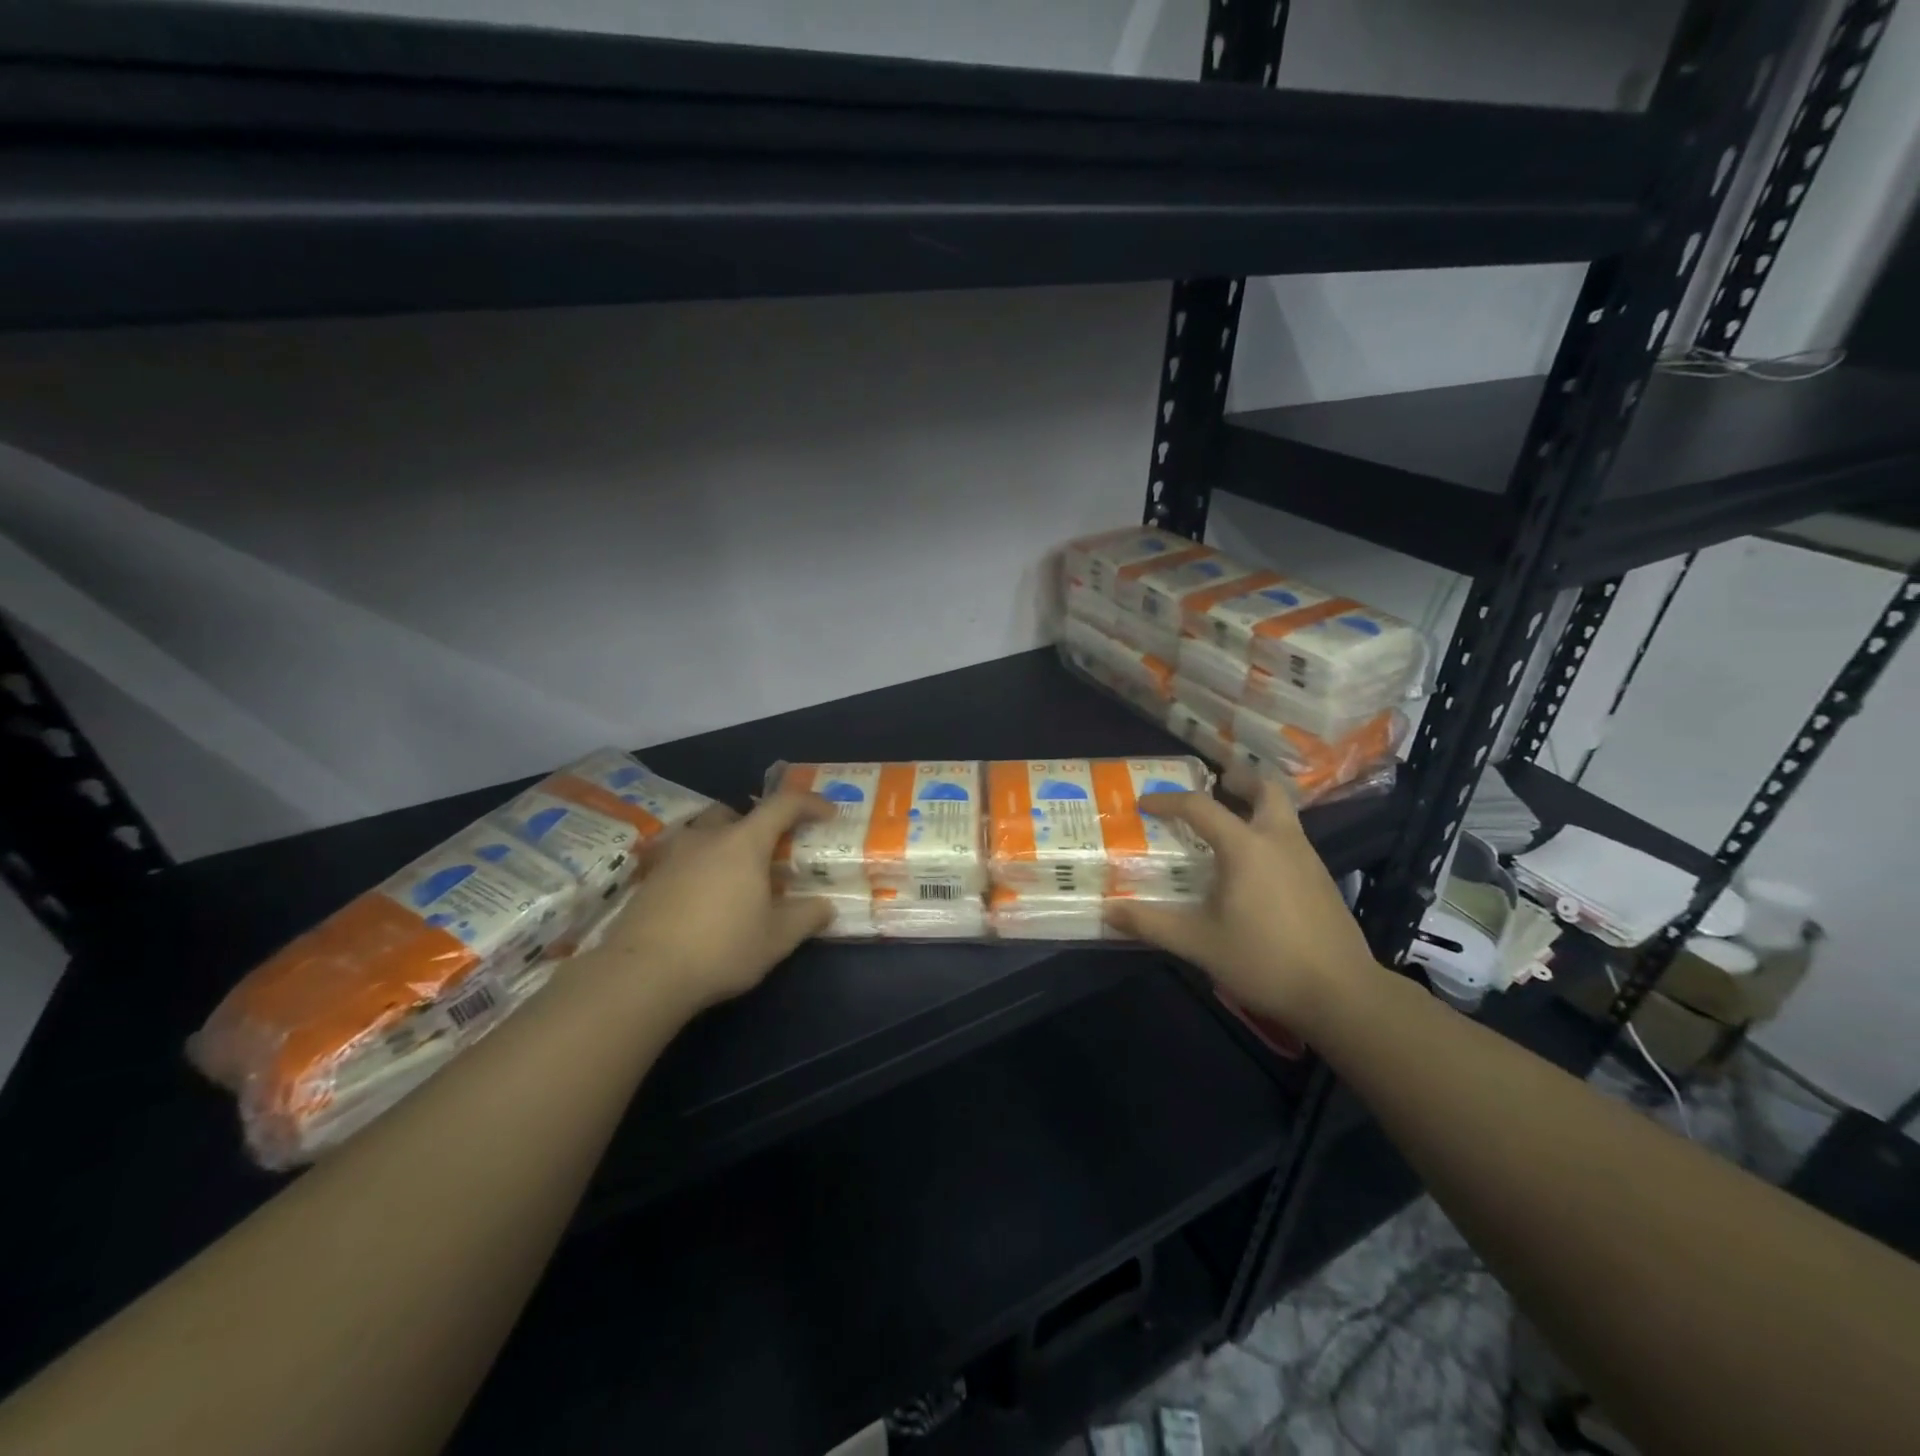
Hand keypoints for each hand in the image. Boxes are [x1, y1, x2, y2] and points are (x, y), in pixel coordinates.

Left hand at [589, 792, 835, 1012]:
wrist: (642, 974)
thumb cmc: (721, 948)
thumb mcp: (776, 939)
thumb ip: (806, 917)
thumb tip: (825, 906)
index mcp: (744, 842)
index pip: (783, 805)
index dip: (809, 804)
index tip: (828, 815)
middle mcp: (707, 838)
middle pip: (736, 813)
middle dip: (757, 825)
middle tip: (771, 853)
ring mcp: (673, 856)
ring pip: (704, 834)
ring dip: (724, 845)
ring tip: (736, 879)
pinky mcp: (650, 879)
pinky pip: (683, 859)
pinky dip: (700, 868)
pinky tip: (704, 901)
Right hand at [1104, 782, 1377, 1033]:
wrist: (1342, 994)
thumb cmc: (1265, 961)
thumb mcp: (1199, 943)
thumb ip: (1152, 924)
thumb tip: (1107, 911)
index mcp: (1246, 847)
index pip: (1201, 807)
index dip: (1168, 801)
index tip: (1145, 804)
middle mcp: (1280, 841)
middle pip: (1265, 790)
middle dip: (1239, 780)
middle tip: (1216, 783)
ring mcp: (1307, 859)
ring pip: (1283, 814)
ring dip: (1256, 806)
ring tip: (1230, 823)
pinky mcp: (1322, 880)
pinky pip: (1291, 839)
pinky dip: (1269, 834)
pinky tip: (1255, 867)